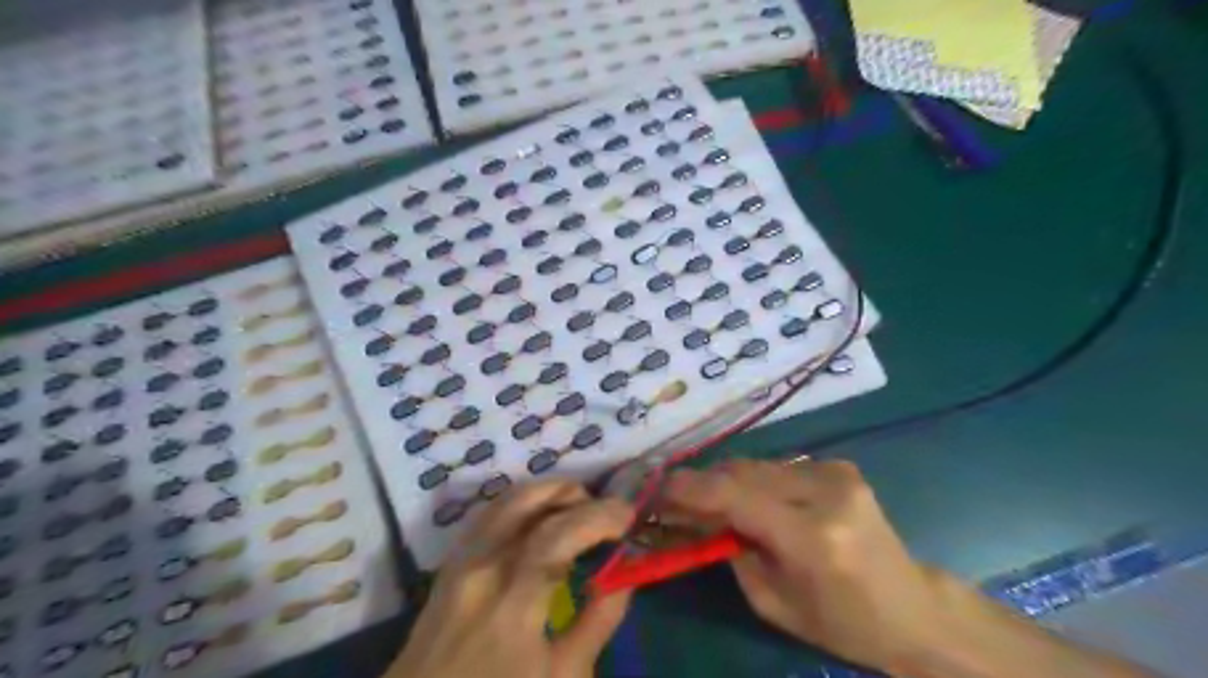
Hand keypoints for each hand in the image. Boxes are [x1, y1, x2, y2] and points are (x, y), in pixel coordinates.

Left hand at [388, 482, 634, 677]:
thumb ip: (597, 623)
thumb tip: (622, 574)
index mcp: (510, 603)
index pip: (558, 534)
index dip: (598, 516)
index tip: (628, 516)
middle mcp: (480, 568)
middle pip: (526, 502)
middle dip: (572, 493)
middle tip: (604, 510)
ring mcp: (459, 562)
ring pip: (503, 502)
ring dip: (545, 493)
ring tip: (576, 506)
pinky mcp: (448, 565)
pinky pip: (486, 516)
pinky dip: (519, 505)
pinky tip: (537, 517)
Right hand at [658, 458, 952, 675]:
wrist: (912, 607)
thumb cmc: (840, 622)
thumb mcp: (772, 601)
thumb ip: (730, 550)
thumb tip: (694, 514)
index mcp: (813, 537)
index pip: (737, 497)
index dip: (691, 489)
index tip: (658, 488)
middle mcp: (826, 492)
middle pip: (743, 472)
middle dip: (704, 482)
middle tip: (674, 497)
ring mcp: (836, 472)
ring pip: (757, 465)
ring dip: (727, 480)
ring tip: (705, 498)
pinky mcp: (839, 466)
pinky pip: (777, 467)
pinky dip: (753, 480)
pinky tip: (747, 498)